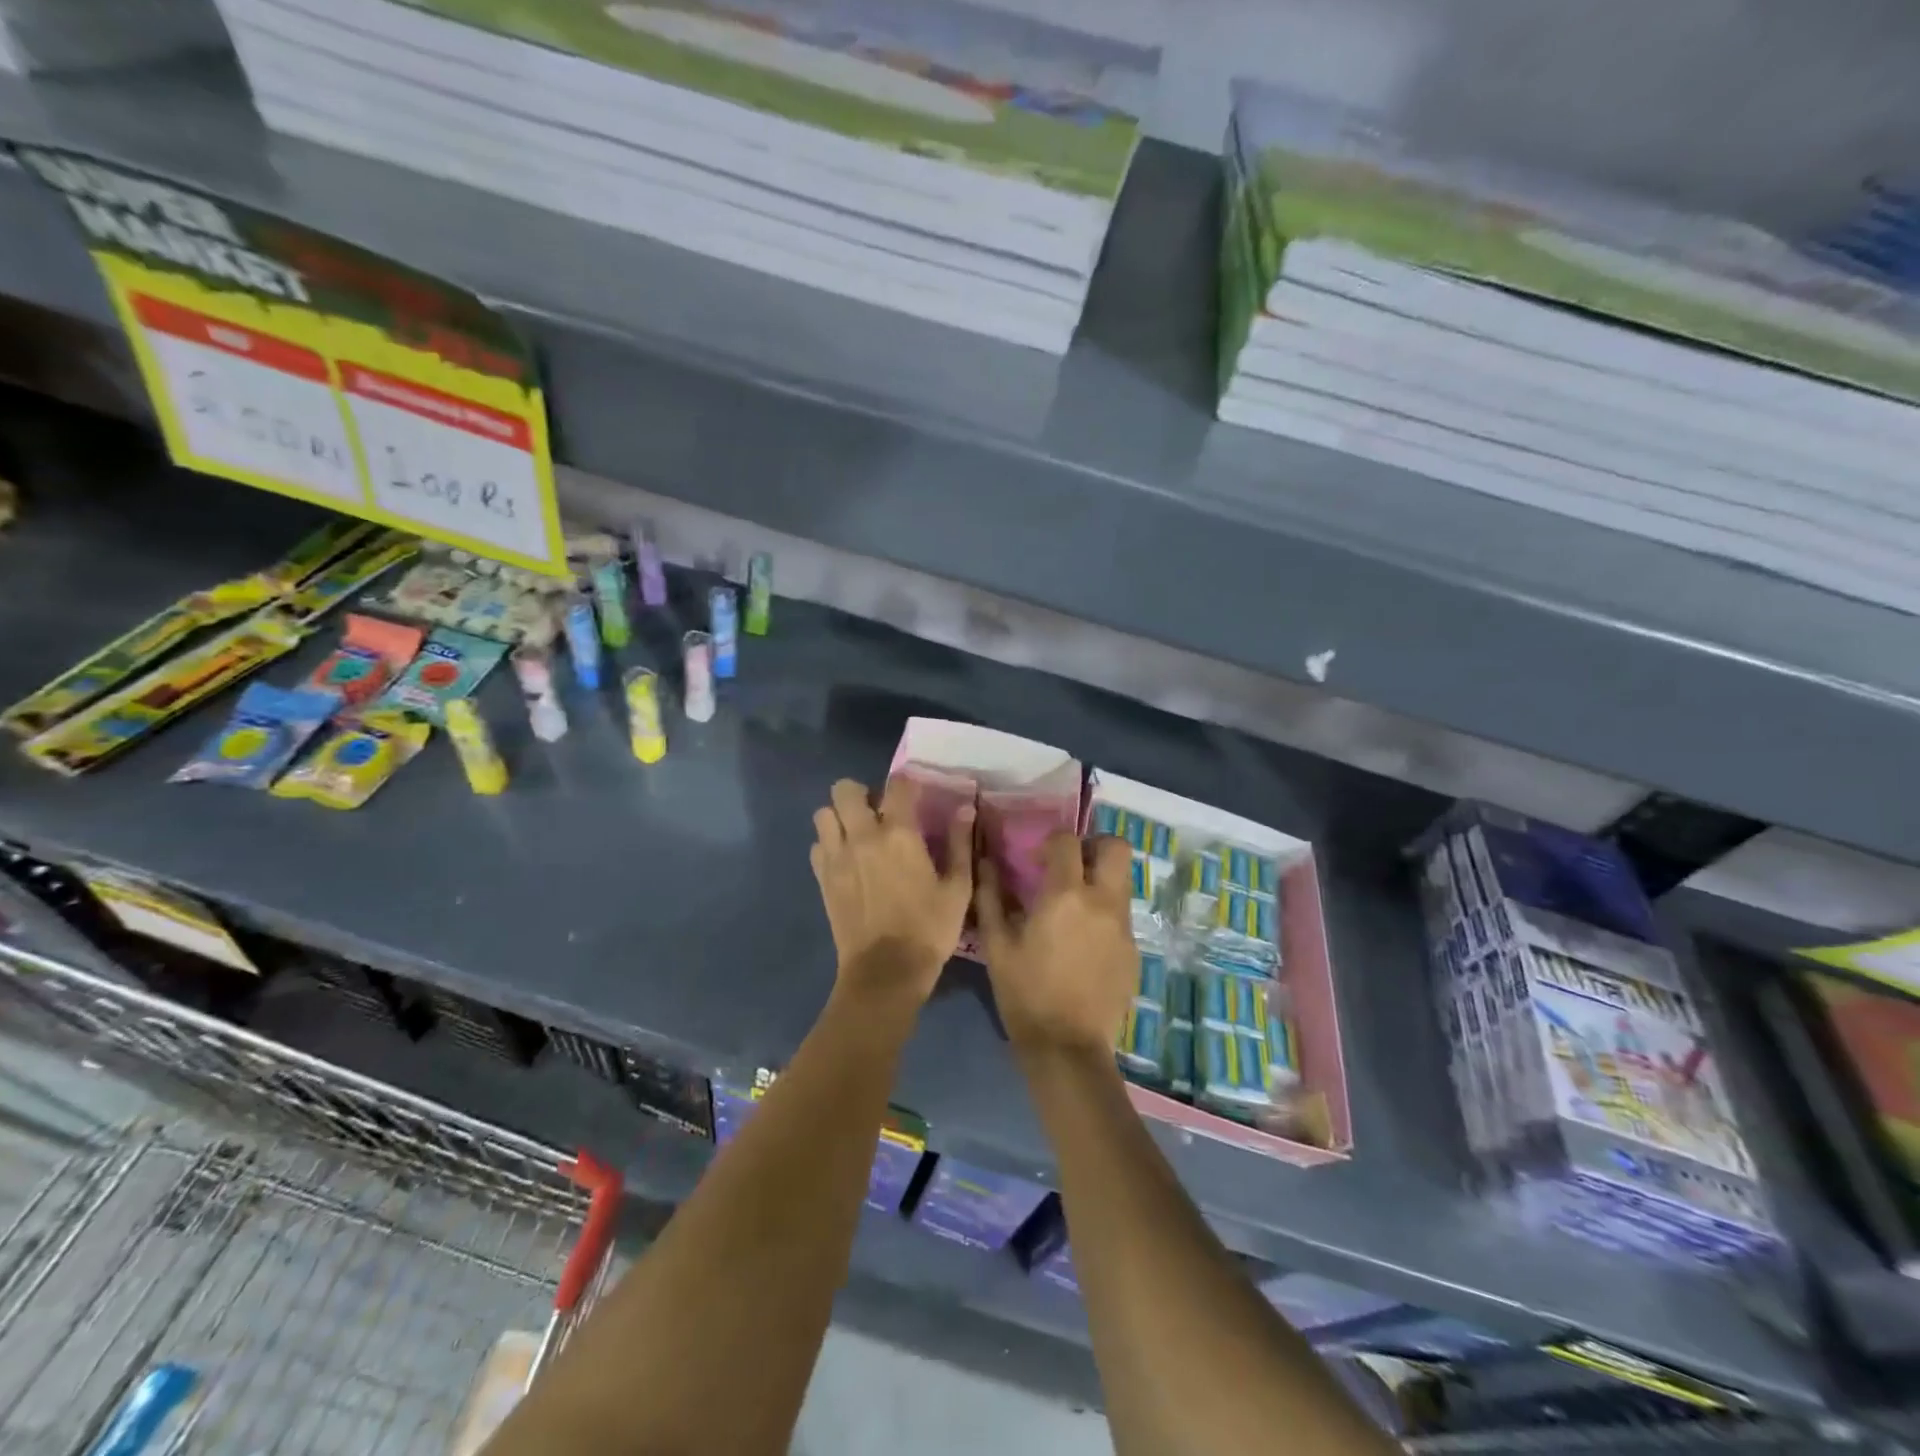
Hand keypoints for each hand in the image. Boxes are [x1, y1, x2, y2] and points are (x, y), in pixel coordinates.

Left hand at [812, 777, 973, 1002]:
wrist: (885, 972)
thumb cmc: (929, 929)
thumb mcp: (958, 889)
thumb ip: (960, 844)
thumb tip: (965, 808)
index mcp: (900, 834)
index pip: (897, 785)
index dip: (906, 783)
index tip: (914, 795)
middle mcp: (863, 836)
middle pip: (844, 789)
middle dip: (860, 793)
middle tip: (877, 812)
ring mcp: (837, 857)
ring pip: (823, 814)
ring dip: (839, 816)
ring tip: (857, 833)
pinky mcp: (822, 878)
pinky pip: (817, 845)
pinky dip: (828, 844)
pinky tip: (846, 859)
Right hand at [976, 832, 1137, 1059]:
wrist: (1067, 1047)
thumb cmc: (1025, 992)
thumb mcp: (997, 944)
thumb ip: (991, 896)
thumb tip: (987, 862)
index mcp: (1066, 895)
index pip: (1068, 841)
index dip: (1052, 842)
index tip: (1037, 861)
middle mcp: (1102, 902)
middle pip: (1116, 848)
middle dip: (1094, 846)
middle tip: (1071, 865)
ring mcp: (1123, 927)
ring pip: (1122, 882)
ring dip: (1101, 880)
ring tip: (1075, 906)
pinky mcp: (1133, 951)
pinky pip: (1122, 916)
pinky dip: (1104, 915)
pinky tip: (1084, 943)